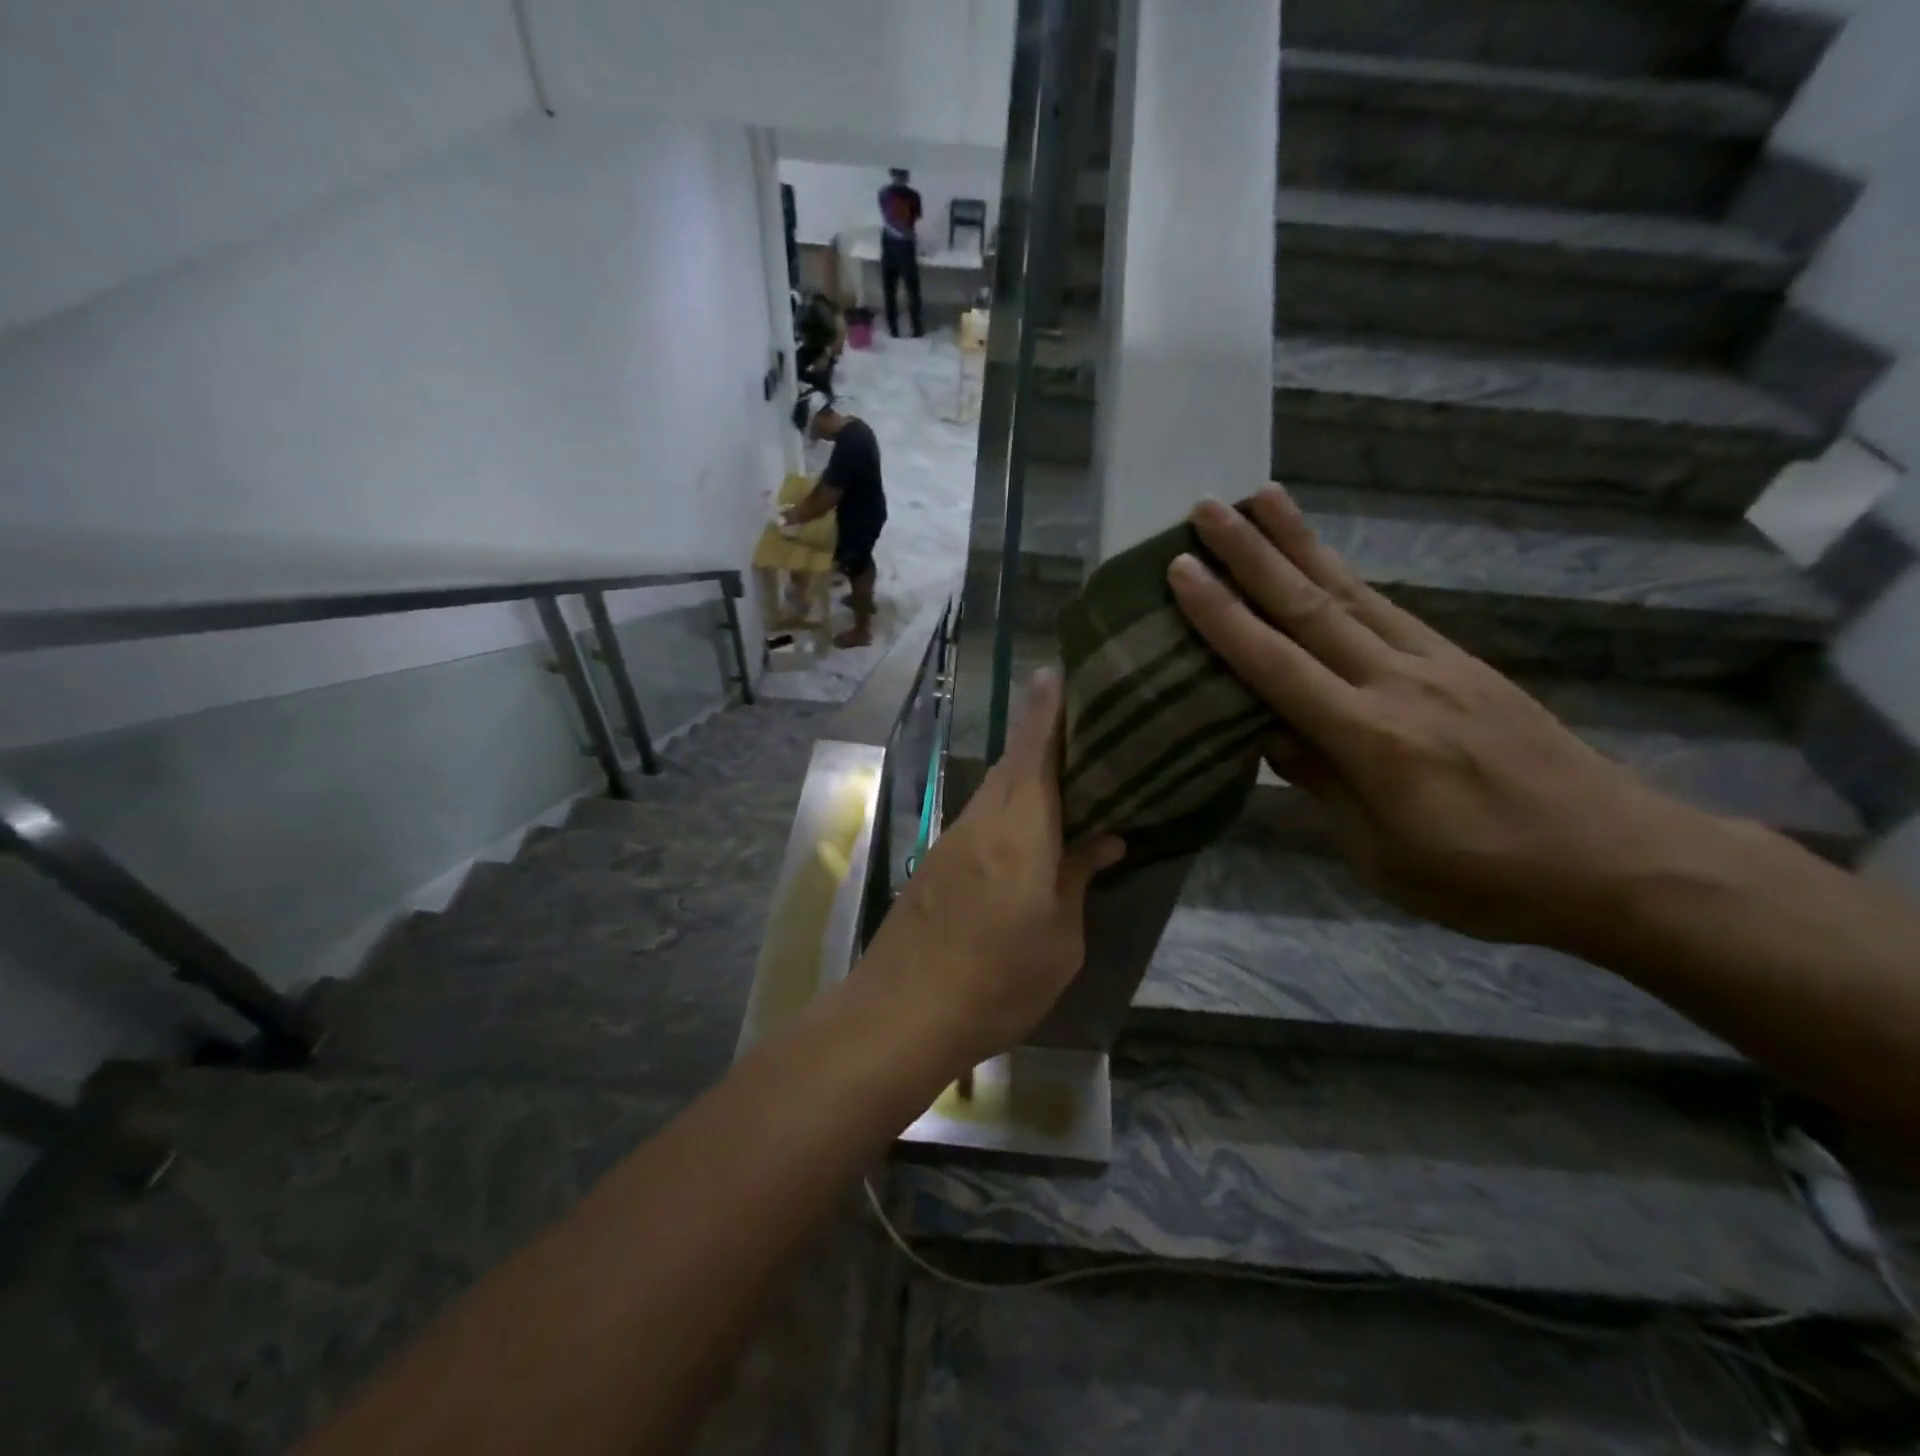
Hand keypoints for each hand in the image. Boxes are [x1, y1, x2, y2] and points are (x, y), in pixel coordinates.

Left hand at [849, 672, 1124, 1075]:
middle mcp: (982, 821)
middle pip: (1014, 763)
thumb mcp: (1059, 940)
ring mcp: (952, 840)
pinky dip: (1008, 807)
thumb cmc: (997, 980)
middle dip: (1041, 733)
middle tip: (1079, 718)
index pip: (1035, 751)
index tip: (1054, 670)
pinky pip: (982, 818)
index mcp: (1020, 830)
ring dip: (1025, 772)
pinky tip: (1028, 826)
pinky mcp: (937, 864)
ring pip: (995, 790)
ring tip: (1064, 769)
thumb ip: (1076, 879)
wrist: (901, 1013)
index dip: (1046, 709)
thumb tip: (1102, 840)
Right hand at [1167, 486, 1714, 949]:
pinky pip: (1391, 610)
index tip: (1182, 571)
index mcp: (1370, 739)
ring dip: (1301, 543)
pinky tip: (1327, 561)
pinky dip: (1349, 577)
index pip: (1276, 665)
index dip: (1223, 617)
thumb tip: (1269, 733)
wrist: (1621, 861)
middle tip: (1207, 507)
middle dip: (1252, 554)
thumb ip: (1322, 784)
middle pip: (1311, 607)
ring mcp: (1438, 665)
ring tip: (1263, 498)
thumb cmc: (1484, 878)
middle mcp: (1399, 684)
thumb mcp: (1381, 854)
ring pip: (1353, 592)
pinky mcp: (1466, 663)